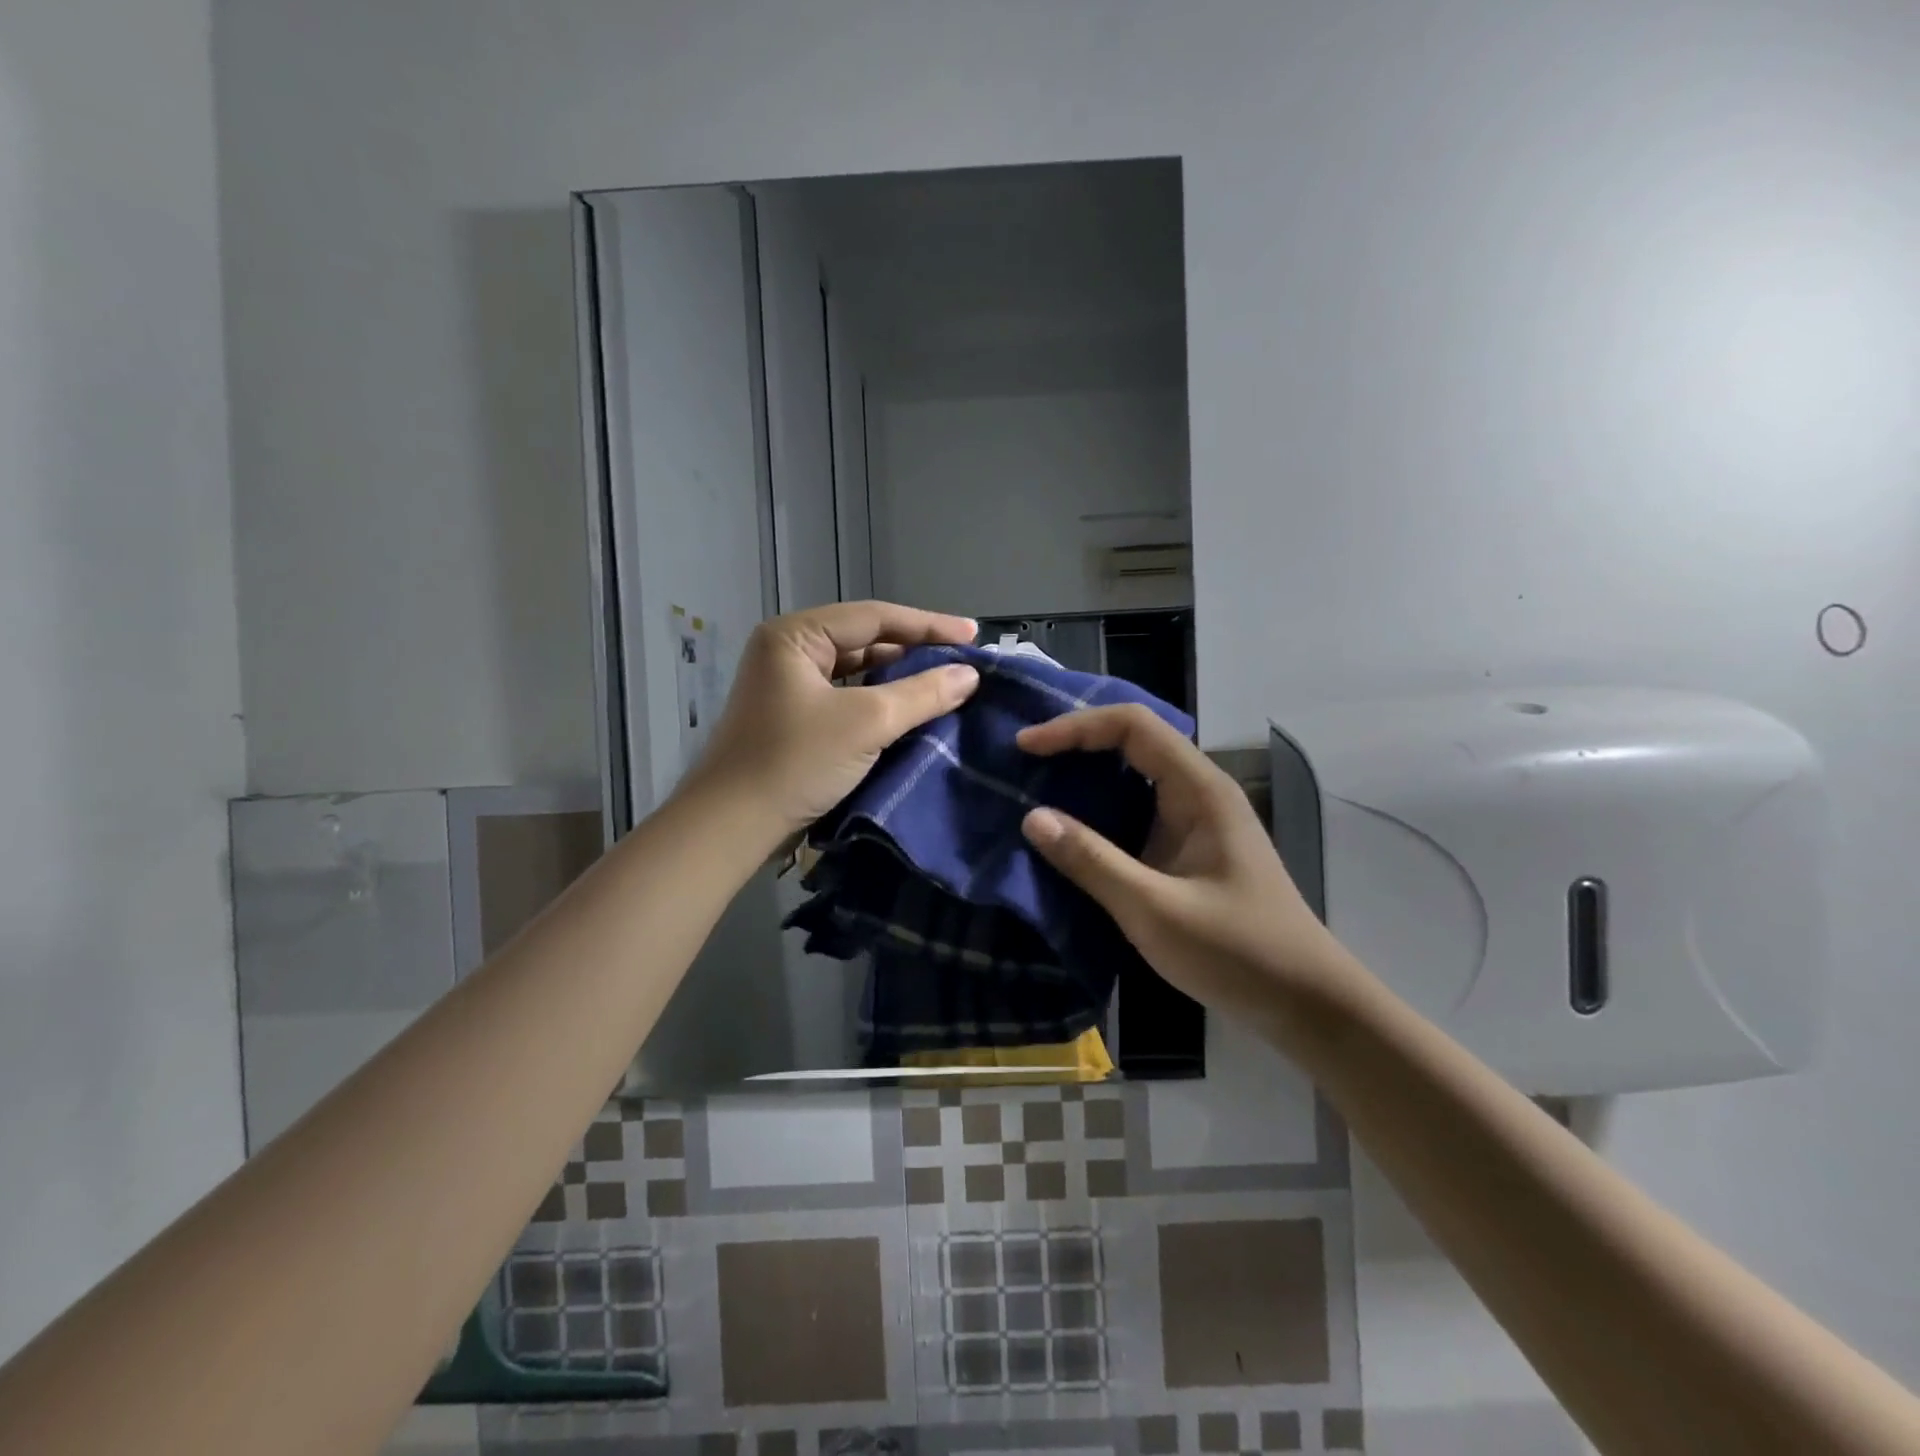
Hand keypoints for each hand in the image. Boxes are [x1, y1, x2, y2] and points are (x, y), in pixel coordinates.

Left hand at [683, 601, 981, 840]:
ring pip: (856, 671)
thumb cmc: (795, 762)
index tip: (975, 636)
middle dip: (915, 650)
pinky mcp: (793, 718)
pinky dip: (880, 701)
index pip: (874, 617)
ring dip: (899, 677)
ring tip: (946, 682)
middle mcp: (788, 651)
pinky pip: (847, 697)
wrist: (731, 828)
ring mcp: (788, 686)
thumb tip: (970, 676)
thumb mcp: (867, 723)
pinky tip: (911, 710)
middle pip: (865, 640)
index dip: (929, 625)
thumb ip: (922, 694)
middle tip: (964, 660)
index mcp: (795, 636)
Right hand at [1017, 705, 1359, 1021]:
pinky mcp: (1186, 849)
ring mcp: (1194, 821)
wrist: (1305, 1002)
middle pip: (1132, 741)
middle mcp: (1197, 792)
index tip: (1026, 747)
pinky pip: (1135, 812)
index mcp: (1199, 789)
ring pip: (1132, 776)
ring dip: (1084, 776)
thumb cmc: (1237, 951)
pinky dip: (1097, 811)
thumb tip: (1032, 817)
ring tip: (1031, 787)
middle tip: (1021, 761)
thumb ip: (1092, 861)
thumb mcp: (1154, 909)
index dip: (1075, 727)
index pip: (1132, 726)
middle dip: (1076, 743)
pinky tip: (1067, 831)